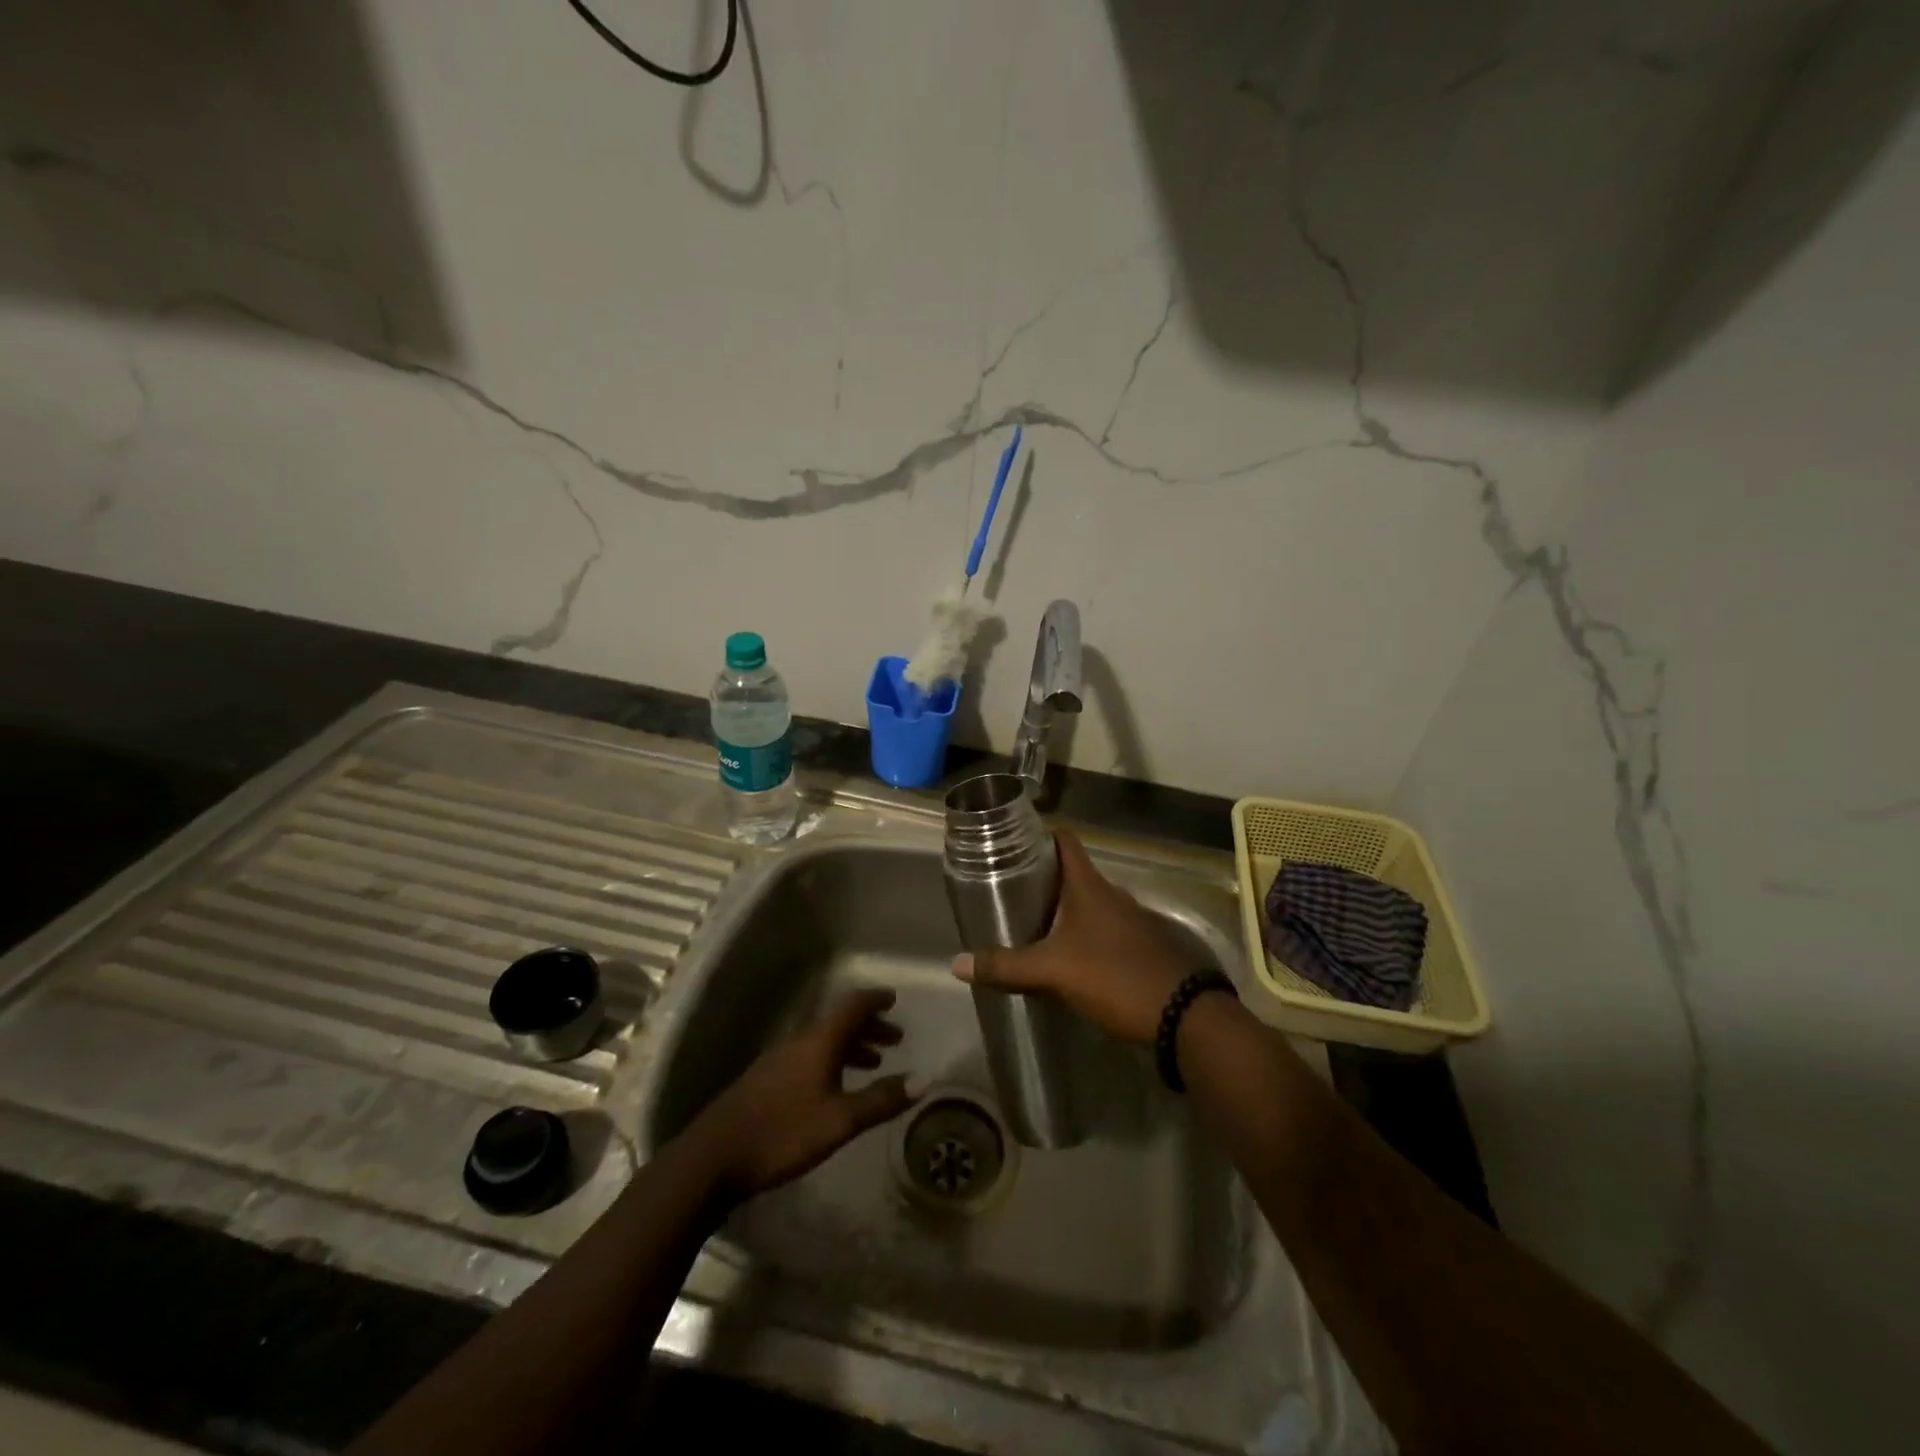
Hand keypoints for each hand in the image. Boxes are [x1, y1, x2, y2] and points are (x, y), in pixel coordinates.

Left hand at [687, 988, 922, 1203]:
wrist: (713, 1158)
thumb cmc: (782, 1133)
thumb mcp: (839, 1121)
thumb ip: (880, 1100)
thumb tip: (923, 1081)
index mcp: (819, 1041)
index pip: (852, 1006)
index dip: (875, 1000)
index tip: (895, 999)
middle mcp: (800, 1042)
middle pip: (839, 1022)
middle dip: (869, 1027)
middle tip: (895, 1039)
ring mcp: (780, 1060)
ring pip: (824, 1042)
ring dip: (851, 1046)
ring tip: (873, 1063)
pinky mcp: (767, 1081)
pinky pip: (810, 1057)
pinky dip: (832, 1061)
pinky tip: (835, 1088)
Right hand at [953, 830, 1190, 1044]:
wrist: (1183, 1015)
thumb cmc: (1114, 976)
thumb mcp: (1053, 971)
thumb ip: (1006, 966)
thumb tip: (957, 963)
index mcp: (1090, 886)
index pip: (1066, 841)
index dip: (1040, 835)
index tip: (1012, 843)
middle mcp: (1112, 894)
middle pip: (1073, 873)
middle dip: (1042, 878)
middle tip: (1008, 889)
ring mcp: (1131, 920)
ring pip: (1089, 903)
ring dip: (1063, 908)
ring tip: (1030, 922)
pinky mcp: (1141, 946)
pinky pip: (1104, 928)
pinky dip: (1082, 932)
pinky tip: (1066, 954)